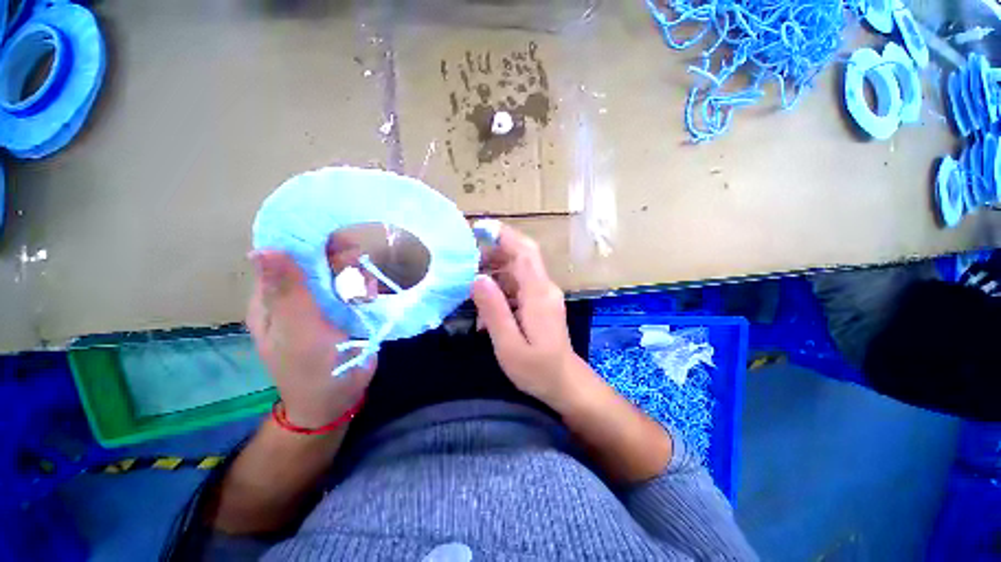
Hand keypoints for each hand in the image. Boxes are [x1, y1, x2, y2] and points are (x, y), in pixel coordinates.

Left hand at [247, 250, 375, 428]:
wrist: (338, 398)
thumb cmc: (312, 368)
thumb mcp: (298, 330)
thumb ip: (287, 291)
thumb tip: (264, 248)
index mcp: (273, 298)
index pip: (285, 255)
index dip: (309, 243)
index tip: (337, 242)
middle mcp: (296, 296)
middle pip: (317, 261)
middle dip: (340, 262)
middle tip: (357, 271)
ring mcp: (323, 303)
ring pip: (340, 273)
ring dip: (356, 277)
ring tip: (365, 294)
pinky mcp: (344, 310)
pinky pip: (355, 288)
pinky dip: (365, 289)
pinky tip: (370, 299)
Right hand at [471, 223, 584, 407]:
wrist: (565, 383)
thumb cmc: (538, 369)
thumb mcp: (510, 345)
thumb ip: (495, 311)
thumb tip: (477, 279)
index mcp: (539, 293)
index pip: (524, 252)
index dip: (504, 235)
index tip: (479, 228)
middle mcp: (544, 287)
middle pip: (520, 256)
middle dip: (493, 251)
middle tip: (465, 260)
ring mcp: (544, 294)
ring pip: (518, 270)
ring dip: (494, 270)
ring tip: (469, 280)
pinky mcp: (541, 302)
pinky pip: (519, 285)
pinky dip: (500, 287)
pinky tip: (485, 303)